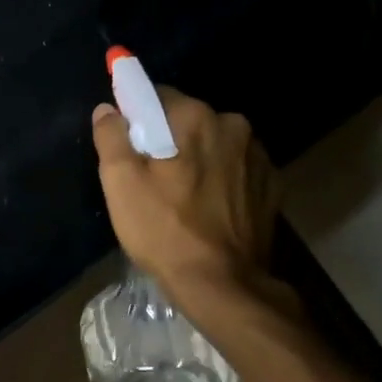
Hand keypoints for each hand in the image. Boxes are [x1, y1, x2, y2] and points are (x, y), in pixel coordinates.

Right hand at [91, 88, 281, 300]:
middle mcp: (233, 125)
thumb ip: (111, 136)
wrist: (223, 285)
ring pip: (215, 144)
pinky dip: (223, 180)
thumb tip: (108, 109)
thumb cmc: (164, 230)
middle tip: (152, 178)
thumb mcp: (120, 183)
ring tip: (182, 197)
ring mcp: (258, 156)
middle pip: (188, 120)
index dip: (138, 119)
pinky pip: (237, 169)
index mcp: (195, 116)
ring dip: (199, 158)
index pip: (158, 96)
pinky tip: (209, 209)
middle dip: (170, 139)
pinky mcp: (272, 186)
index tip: (130, 146)